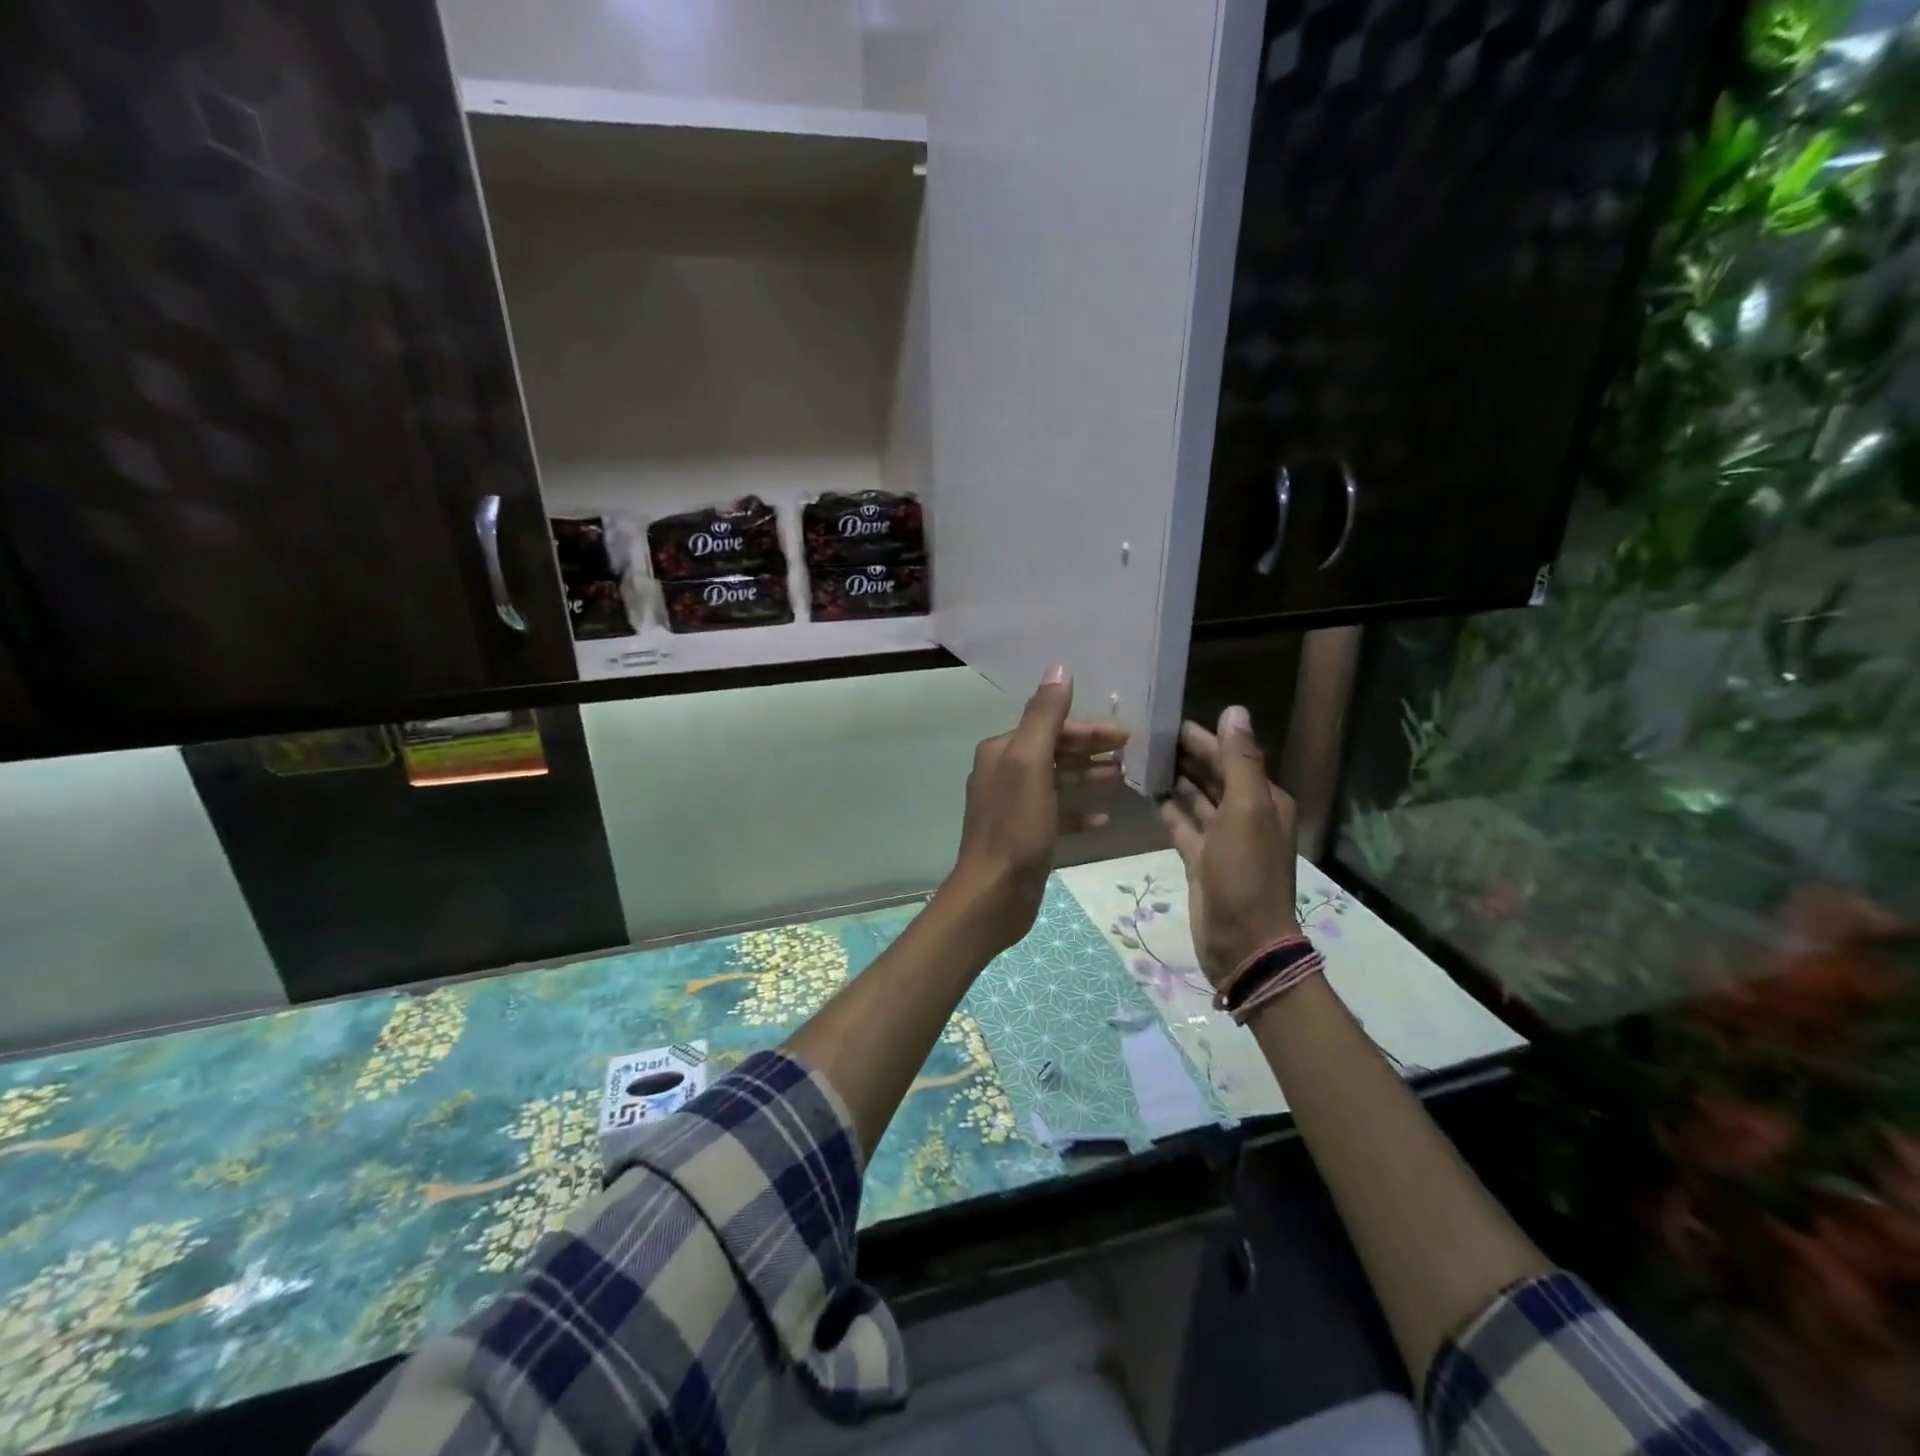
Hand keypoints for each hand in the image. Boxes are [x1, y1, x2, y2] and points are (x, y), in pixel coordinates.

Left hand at [950, 666, 1128, 951]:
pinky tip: (1105, 819)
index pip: (1050, 727)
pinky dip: (1080, 812)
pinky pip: (1058, 815)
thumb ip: (1045, 717)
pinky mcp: (1026, 836)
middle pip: (1055, 752)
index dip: (1088, 729)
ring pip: (1058, 782)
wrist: (994, 893)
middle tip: (1131, 753)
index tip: (1126, 735)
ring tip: (1124, 778)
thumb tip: (1059, 668)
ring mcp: (1014, 807)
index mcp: (1002, 752)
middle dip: (1091, 750)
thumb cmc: (1015, 826)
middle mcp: (1004, 773)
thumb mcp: (1030, 764)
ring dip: (1089, 777)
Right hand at [1158, 706, 1298, 987]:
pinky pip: (1183, 825)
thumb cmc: (1245, 873)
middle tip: (1145, 736)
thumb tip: (1234, 710)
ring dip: (1175, 780)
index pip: (1230, 757)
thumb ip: (1239, 761)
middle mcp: (1245, 815)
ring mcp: (1222, 840)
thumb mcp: (1246, 811)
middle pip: (1213, 775)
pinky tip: (1147, 794)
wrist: (1241, 941)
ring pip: (1196, 799)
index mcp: (1263, 800)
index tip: (1166, 721)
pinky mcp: (1201, 860)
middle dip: (1185, 756)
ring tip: (1141, 759)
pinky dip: (1168, 810)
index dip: (1202, 738)